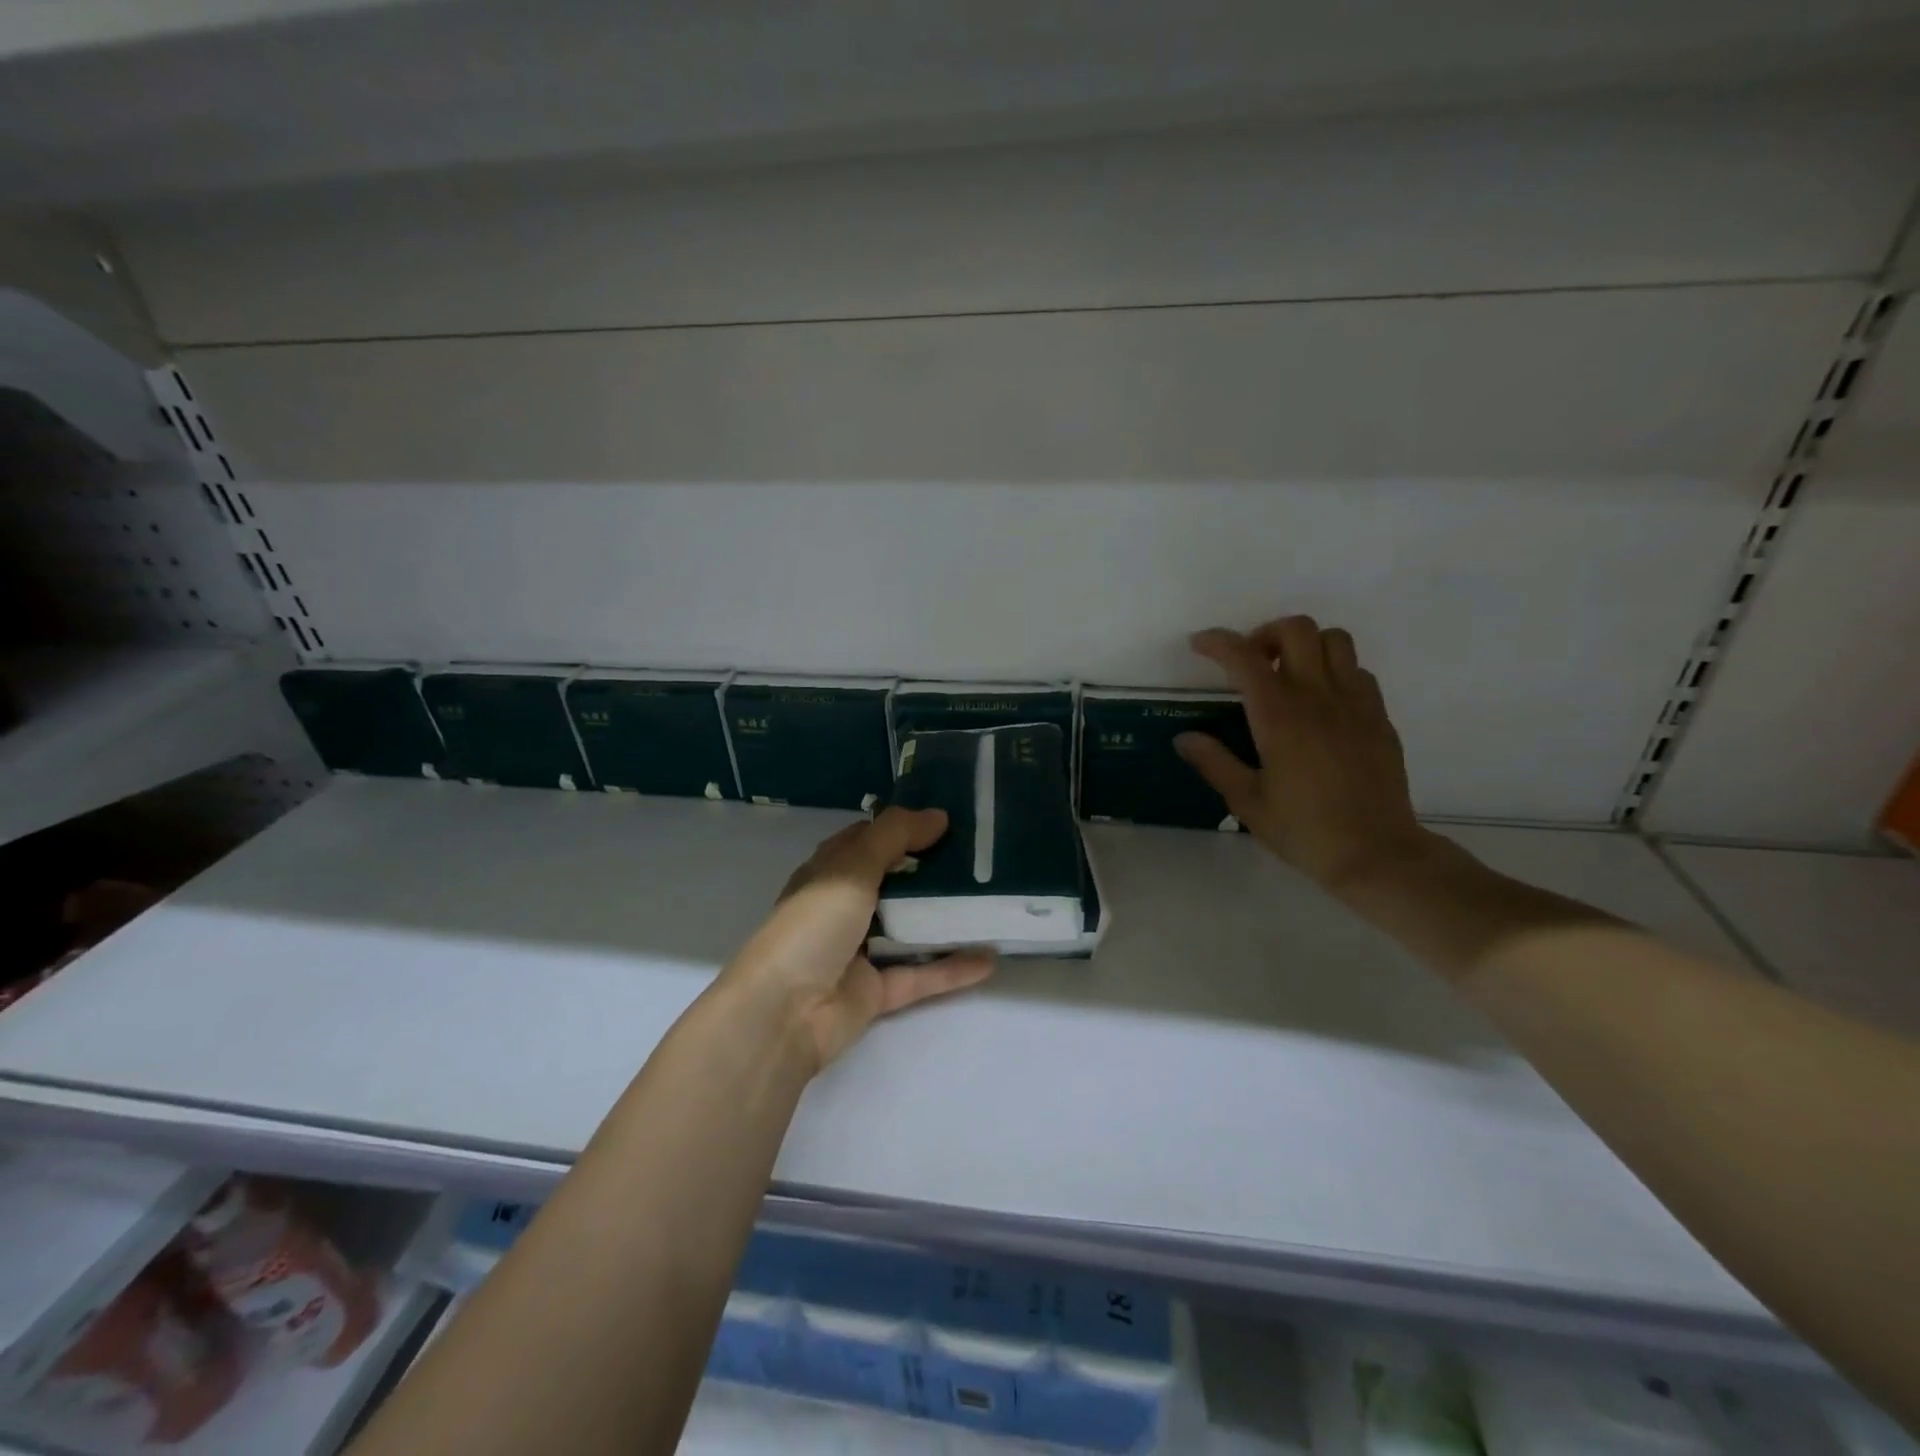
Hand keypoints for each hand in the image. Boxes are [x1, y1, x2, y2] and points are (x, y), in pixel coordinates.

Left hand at [719, 808, 995, 1073]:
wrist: (783, 1013)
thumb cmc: (812, 926)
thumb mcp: (851, 867)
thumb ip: (894, 836)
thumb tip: (939, 815)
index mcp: (830, 873)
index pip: (868, 840)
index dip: (903, 827)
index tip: (949, 819)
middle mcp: (844, 908)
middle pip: (895, 883)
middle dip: (933, 870)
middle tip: (982, 857)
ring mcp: (861, 951)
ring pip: (910, 929)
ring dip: (945, 918)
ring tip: (991, 902)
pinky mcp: (877, 991)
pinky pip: (921, 975)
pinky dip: (952, 968)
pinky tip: (990, 959)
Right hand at [1175, 616, 1438, 891]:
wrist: (1376, 853)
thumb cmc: (1304, 830)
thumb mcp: (1247, 801)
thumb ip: (1214, 762)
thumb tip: (1184, 737)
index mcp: (1280, 716)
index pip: (1244, 657)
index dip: (1217, 642)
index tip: (1199, 645)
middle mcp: (1319, 697)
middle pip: (1297, 629)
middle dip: (1265, 634)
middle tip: (1249, 664)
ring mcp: (1355, 703)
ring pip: (1334, 641)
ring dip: (1304, 646)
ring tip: (1287, 676)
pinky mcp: (1379, 717)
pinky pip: (1357, 671)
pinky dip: (1333, 671)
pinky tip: (1320, 704)